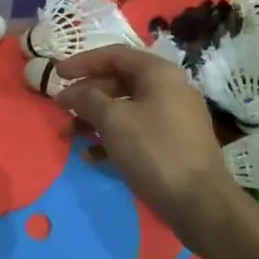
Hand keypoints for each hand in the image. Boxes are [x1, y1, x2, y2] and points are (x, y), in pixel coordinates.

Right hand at [54, 45, 241, 245]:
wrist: (202, 204)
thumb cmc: (155, 151)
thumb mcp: (114, 121)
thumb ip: (87, 100)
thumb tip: (68, 92)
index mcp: (159, 73)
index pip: (114, 55)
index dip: (82, 62)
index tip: (57, 74)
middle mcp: (170, 89)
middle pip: (120, 81)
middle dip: (87, 95)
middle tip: (62, 109)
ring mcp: (175, 117)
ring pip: (127, 108)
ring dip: (96, 119)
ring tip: (70, 136)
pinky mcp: (175, 144)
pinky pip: (138, 131)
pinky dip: (114, 138)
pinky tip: (92, 156)